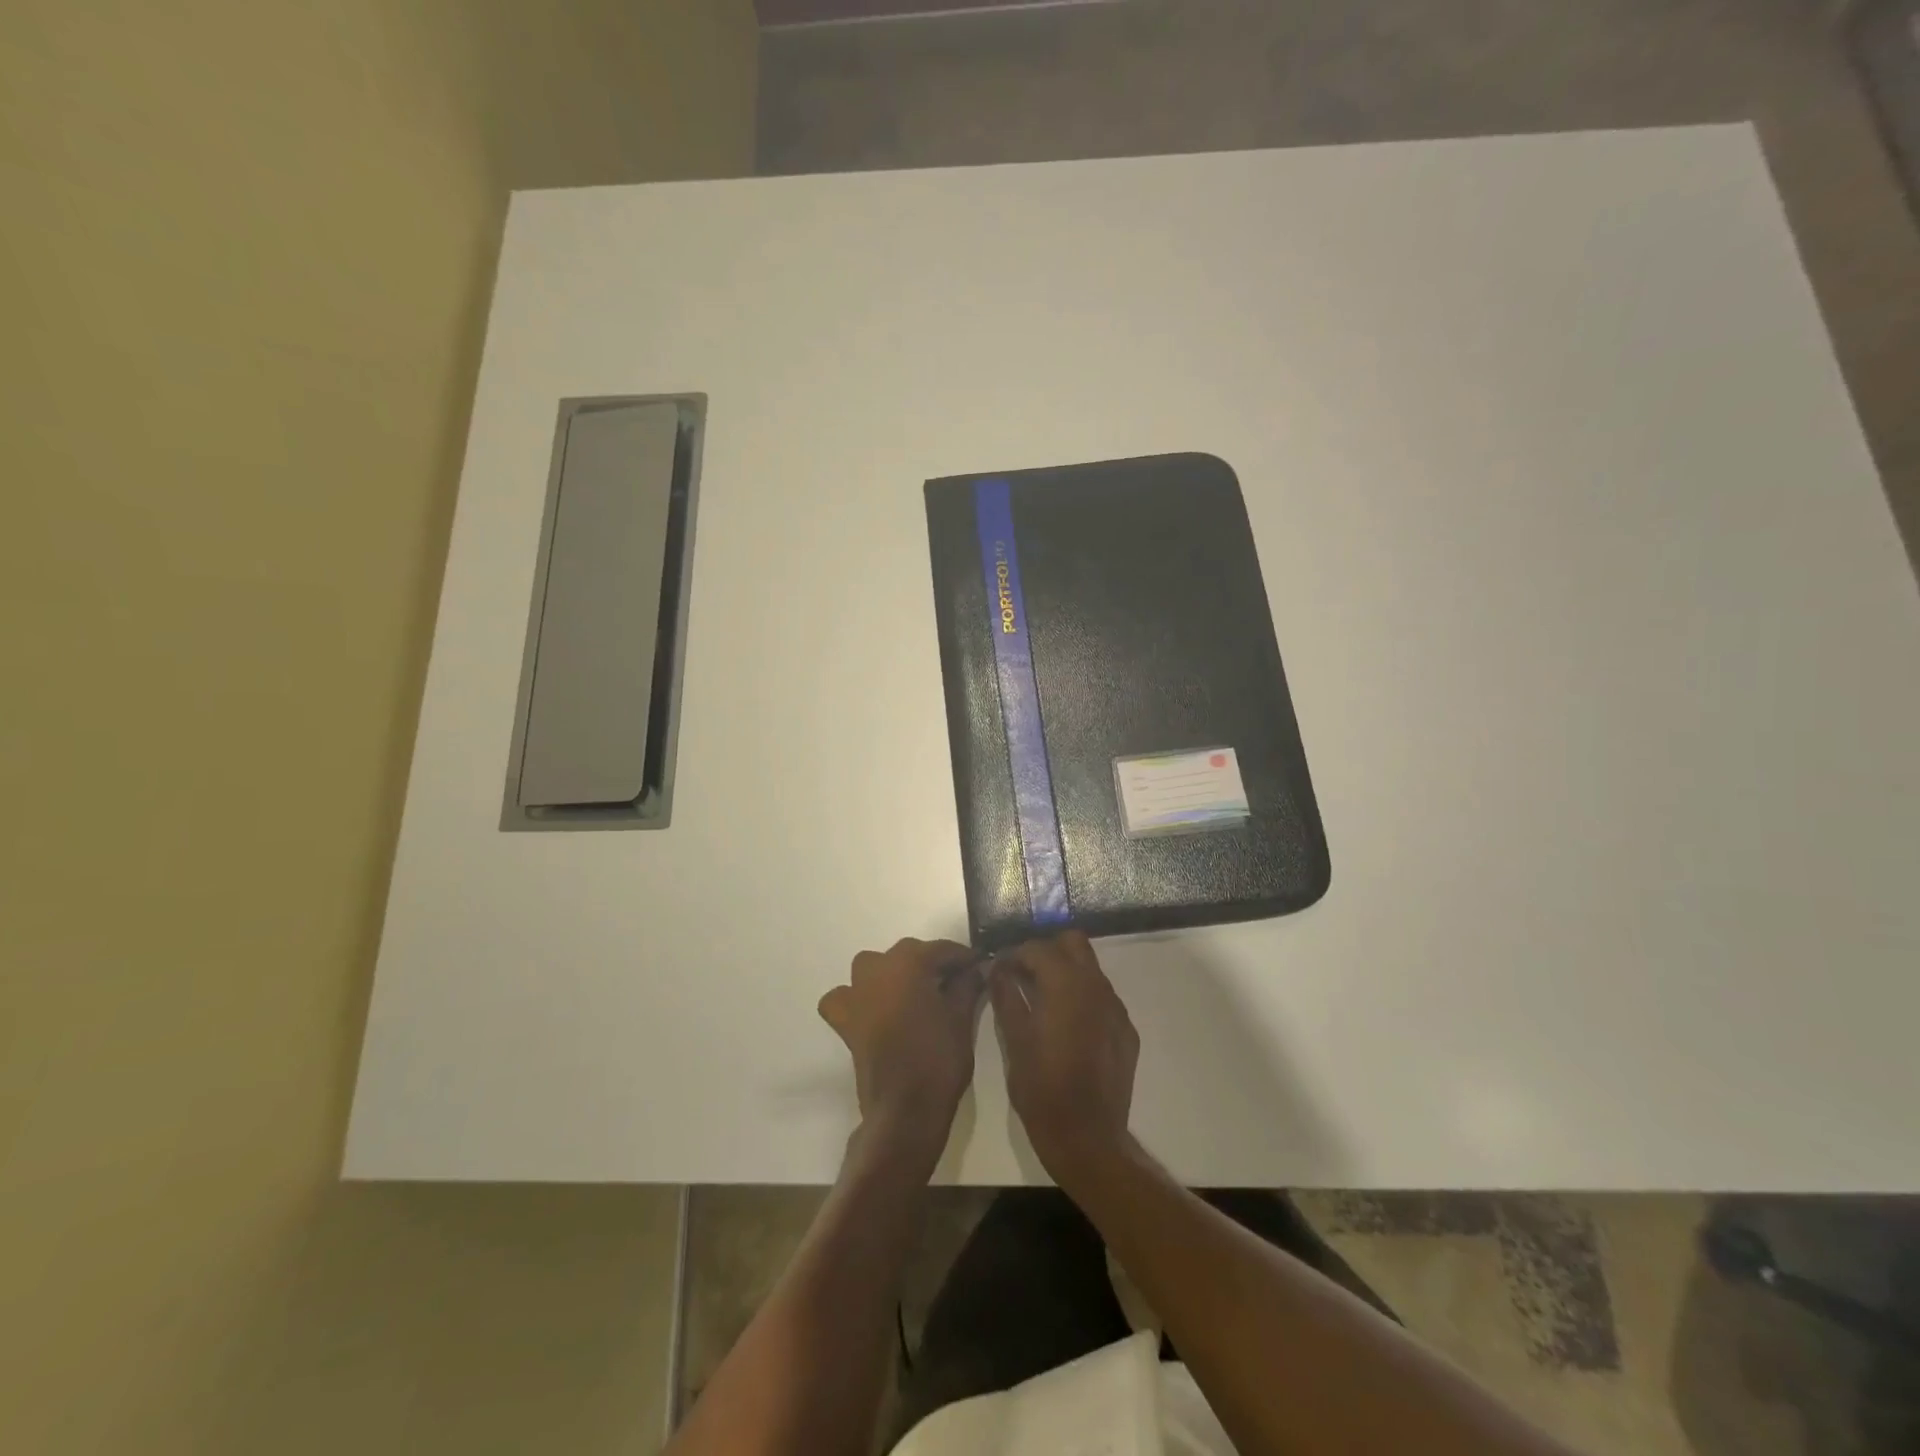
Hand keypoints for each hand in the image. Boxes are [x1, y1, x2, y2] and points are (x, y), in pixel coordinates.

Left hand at [819, 938, 984, 1160]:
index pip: (941, 949)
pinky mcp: (844, 1019)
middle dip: (932, 964)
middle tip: (956, 983)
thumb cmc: (938, 1059)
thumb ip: (967, 985)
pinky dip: (857, 997)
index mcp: (908, 962)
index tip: (979, 965)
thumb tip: (974, 970)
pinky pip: (846, 997)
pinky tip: (873, 1009)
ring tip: (917, 994)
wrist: (904, 1110)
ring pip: (877, 968)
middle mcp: (877, 968)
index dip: (963, 957)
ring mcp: (856, 993)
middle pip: (909, 954)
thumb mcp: (962, 1018)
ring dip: (896, 974)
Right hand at [991, 931, 1139, 1187]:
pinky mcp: (1126, 1031)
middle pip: (1073, 942)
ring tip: (1043, 1000)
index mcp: (1066, 984)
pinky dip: (1083, 998)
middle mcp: (1096, 986)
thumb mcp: (1014, 1040)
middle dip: (1047, 950)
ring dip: (1066, 972)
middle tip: (1024, 974)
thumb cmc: (1042, 1088)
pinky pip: (1103, 998)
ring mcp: (1116, 1008)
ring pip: (1091, 969)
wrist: (1088, 1137)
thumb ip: (1006, 996)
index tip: (999, 969)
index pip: (1038, 948)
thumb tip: (997, 970)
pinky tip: (1067, 1027)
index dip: (1014, 954)